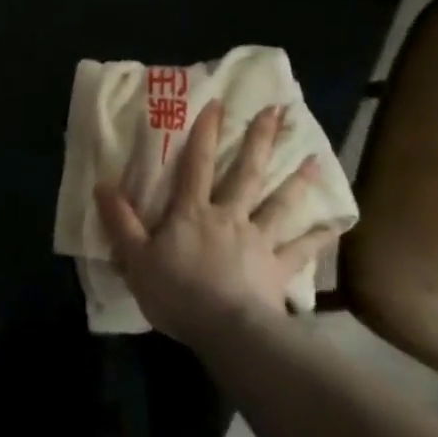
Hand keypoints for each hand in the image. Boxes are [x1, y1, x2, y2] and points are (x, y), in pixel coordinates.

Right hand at [95, 100, 335, 345]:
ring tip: (313, 157)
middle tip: (277, 112)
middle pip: (245, 173)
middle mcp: (229, 216)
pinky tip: (336, 224)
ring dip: (296, 180)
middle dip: (259, 140)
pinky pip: (301, 250)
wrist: (227, 332)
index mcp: (193, 212)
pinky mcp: (278, 269)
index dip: (205, 133)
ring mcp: (258, 241)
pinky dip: (319, 237)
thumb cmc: (178, 294)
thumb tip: (101, 184)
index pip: (197, 164)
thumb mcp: (137, 258)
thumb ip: (121, 222)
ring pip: (279, 204)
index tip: (218, 103)